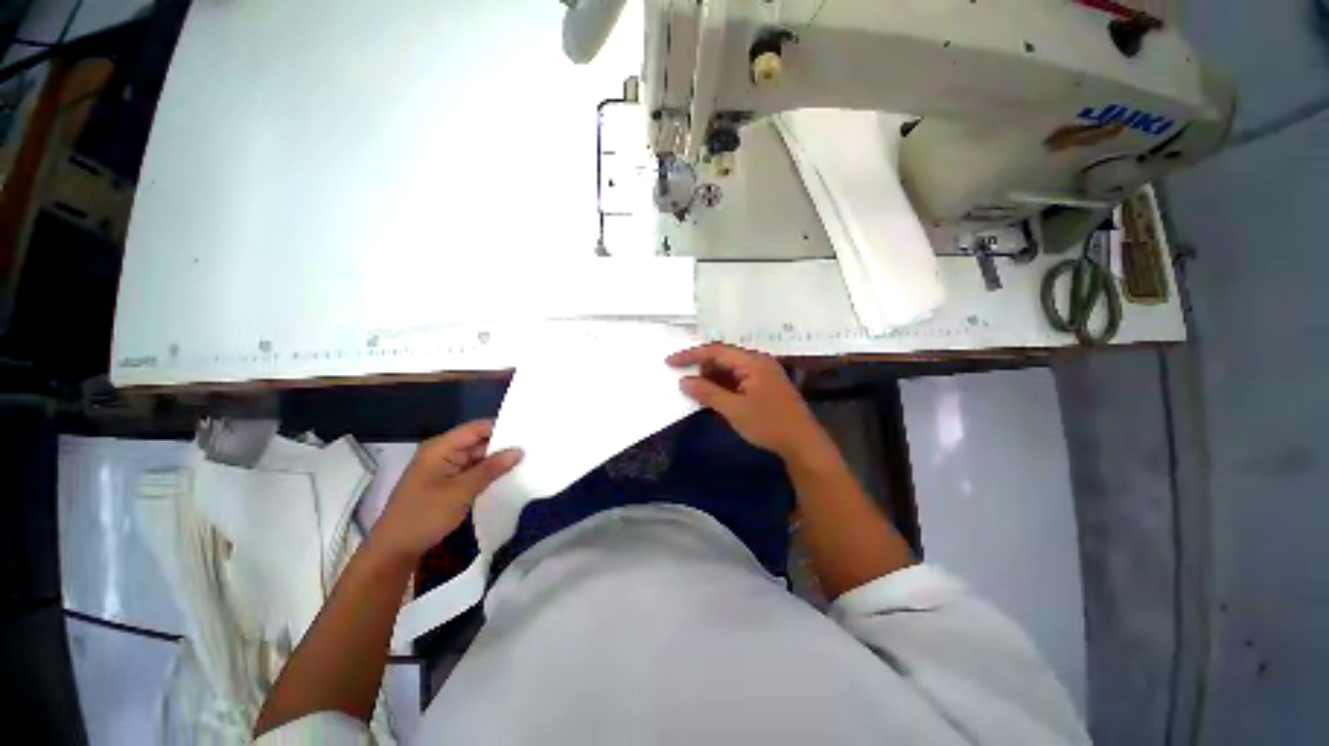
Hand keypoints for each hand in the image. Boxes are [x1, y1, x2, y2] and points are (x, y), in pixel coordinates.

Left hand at [369, 421, 521, 562]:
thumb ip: (491, 469)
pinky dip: (487, 473)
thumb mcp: (461, 491)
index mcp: (440, 447)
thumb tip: (519, 450)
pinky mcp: (445, 482)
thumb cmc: (425, 515)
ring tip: (525, 460)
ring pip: (476, 456)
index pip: (476, 428)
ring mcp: (443, 468)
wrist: (394, 550)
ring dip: (496, 460)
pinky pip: (471, 470)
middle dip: (502, 445)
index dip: (501, 428)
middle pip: (477, 441)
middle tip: (532, 448)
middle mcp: (441, 452)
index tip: (527, 433)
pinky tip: (506, 476)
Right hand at [668, 343, 828, 460]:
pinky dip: (724, 385)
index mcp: (752, 362)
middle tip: (683, 379)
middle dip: (702, 367)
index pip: (716, 351)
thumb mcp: (734, 410)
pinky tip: (715, 396)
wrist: (803, 444)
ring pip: (730, 368)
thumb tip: (684, 381)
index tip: (670, 362)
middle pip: (723, 357)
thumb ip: (707, 393)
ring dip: (712, 377)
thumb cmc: (769, 424)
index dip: (691, 355)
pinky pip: (738, 378)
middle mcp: (758, 361)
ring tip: (697, 391)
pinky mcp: (765, 385)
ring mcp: (763, 373)